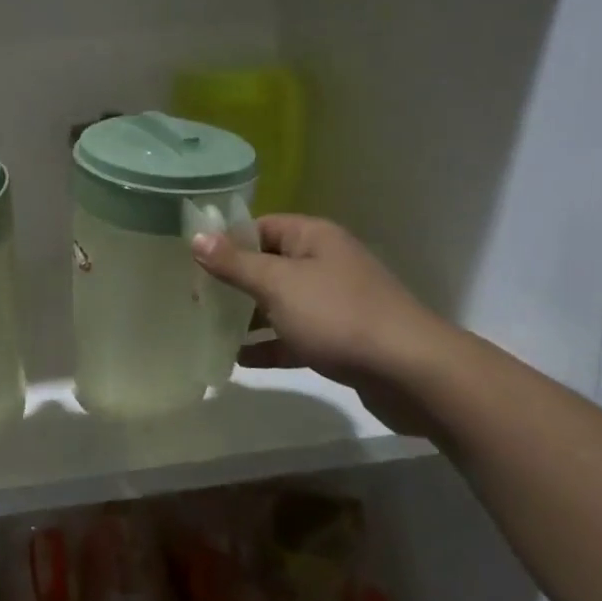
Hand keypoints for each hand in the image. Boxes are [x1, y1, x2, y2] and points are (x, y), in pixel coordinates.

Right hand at [191, 214, 453, 436]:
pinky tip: (238, 361)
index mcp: (313, 238)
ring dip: (247, 317)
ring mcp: (333, 303)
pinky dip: (269, 346)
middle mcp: (324, 263)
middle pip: (268, 265)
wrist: (411, 373)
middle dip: (232, 282)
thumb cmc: (338, 316)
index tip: (190, 261)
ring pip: (279, 303)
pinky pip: (293, 336)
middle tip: (192, 299)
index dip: (226, 241)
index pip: (260, 227)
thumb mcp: (277, 284)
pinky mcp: (339, 339)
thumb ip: (235, 263)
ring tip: (207, 330)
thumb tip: (197, 238)